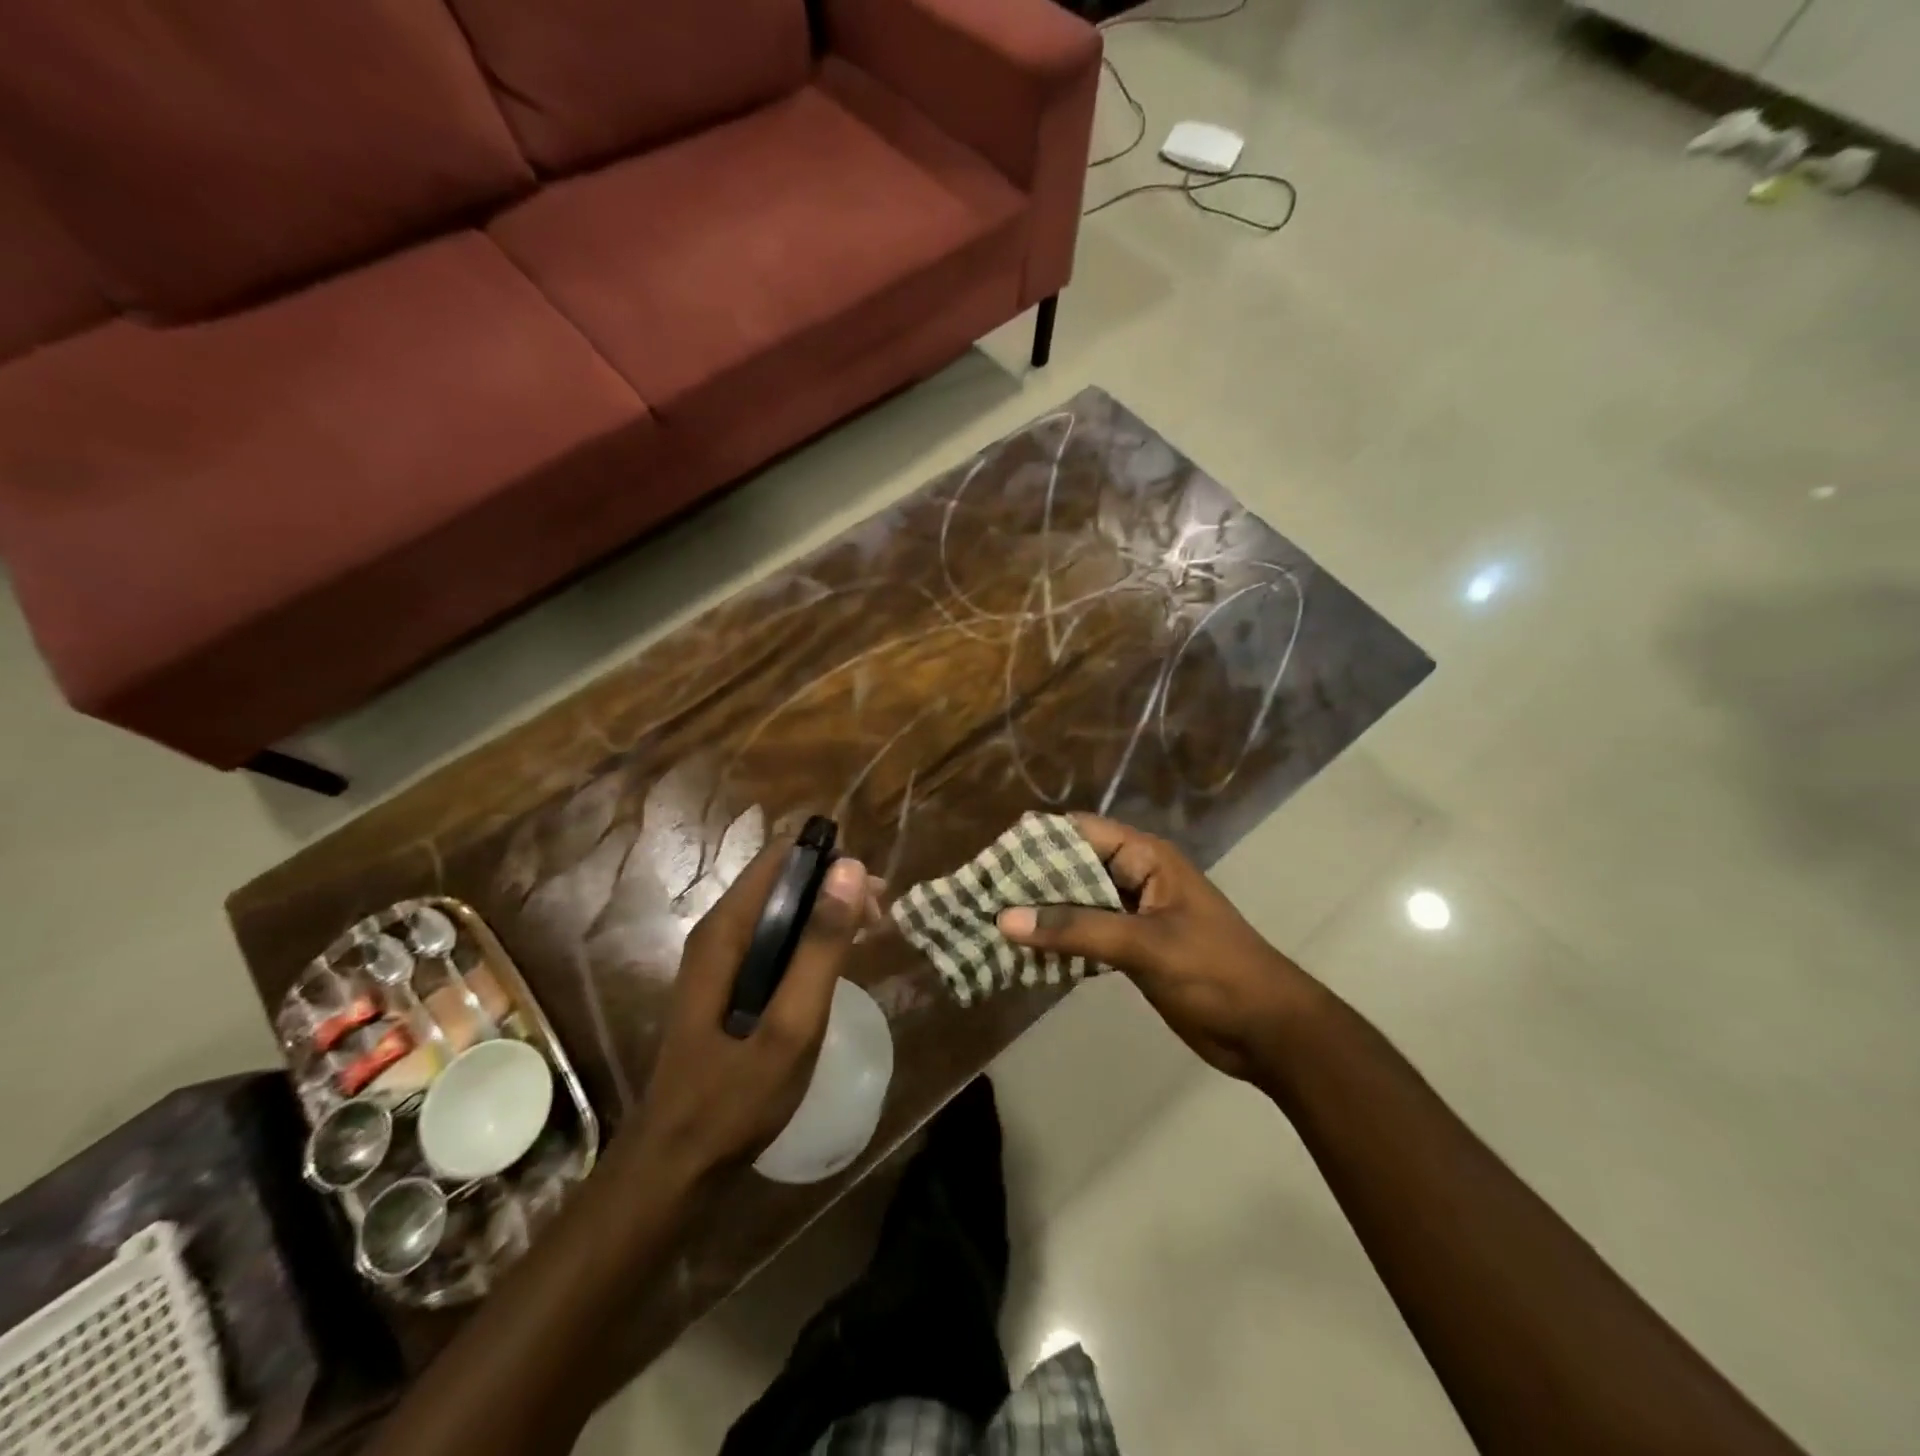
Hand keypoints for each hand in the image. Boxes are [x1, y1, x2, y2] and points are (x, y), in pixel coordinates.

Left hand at [627, 837, 880, 1186]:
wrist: (676, 1167)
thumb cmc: (734, 1098)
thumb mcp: (791, 1023)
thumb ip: (822, 945)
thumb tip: (852, 868)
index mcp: (726, 930)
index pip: (781, 857)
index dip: (830, 863)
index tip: (872, 895)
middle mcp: (718, 932)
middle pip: (783, 879)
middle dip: (834, 888)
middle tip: (880, 921)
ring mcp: (720, 959)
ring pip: (781, 910)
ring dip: (827, 914)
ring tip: (870, 937)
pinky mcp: (728, 983)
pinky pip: (775, 940)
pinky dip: (811, 940)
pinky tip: (836, 965)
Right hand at [996, 813, 1316, 1082]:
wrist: (1269, 1032)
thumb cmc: (1215, 972)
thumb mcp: (1145, 945)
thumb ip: (1076, 930)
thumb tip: (1005, 919)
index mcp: (1145, 858)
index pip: (1080, 833)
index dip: (1036, 842)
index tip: (991, 859)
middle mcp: (1135, 877)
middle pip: (1072, 867)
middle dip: (1030, 880)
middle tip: (981, 894)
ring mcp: (1132, 914)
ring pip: (1075, 903)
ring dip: (1039, 913)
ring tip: (989, 922)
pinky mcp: (1130, 948)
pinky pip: (1084, 935)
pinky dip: (1056, 941)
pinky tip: (1022, 954)